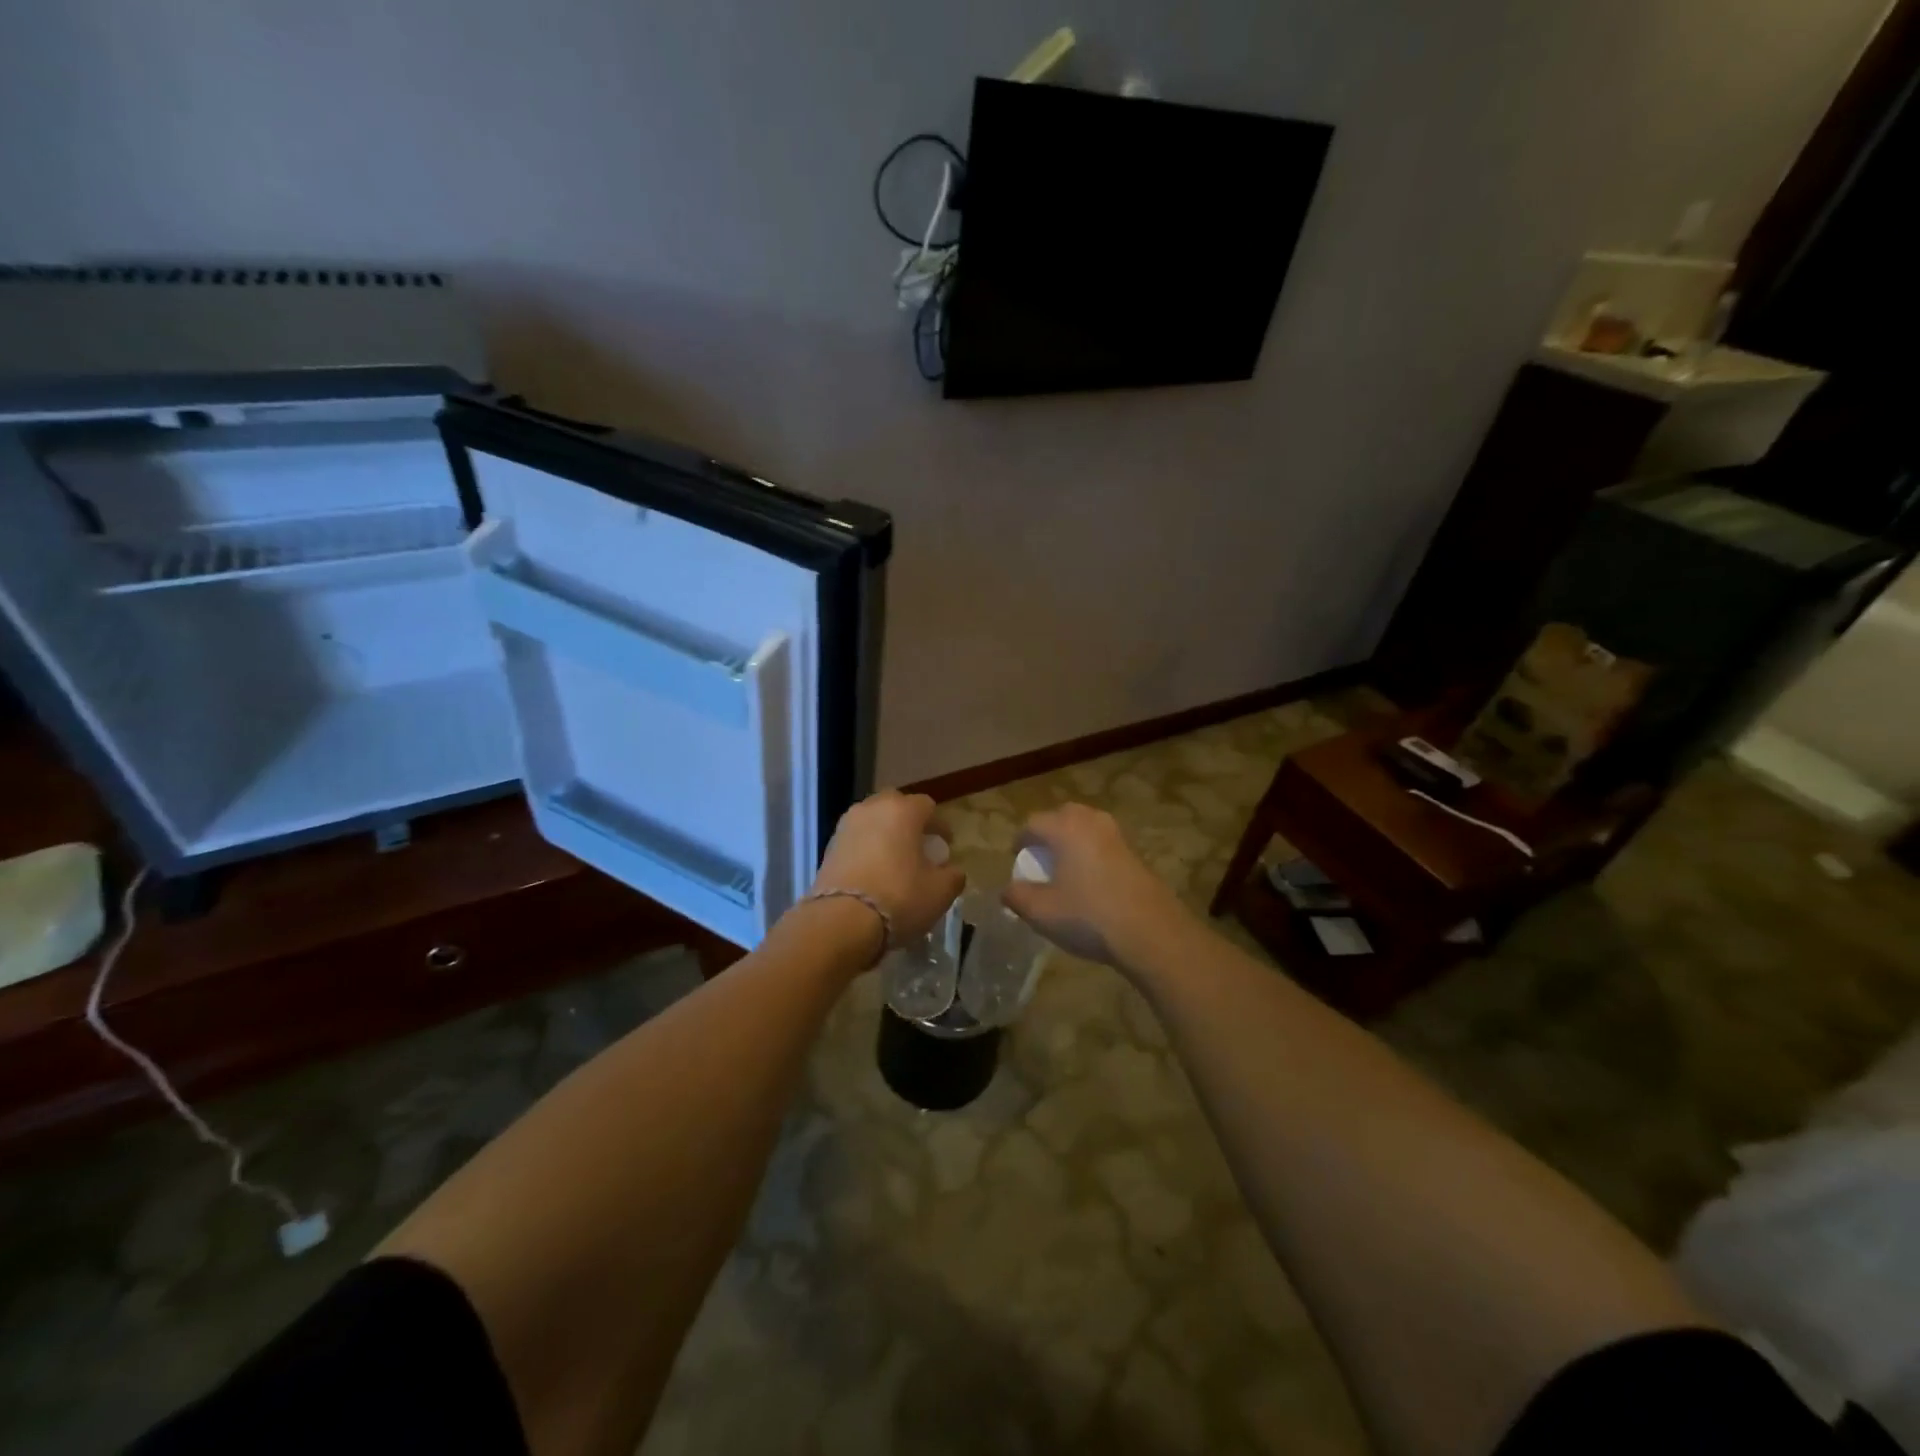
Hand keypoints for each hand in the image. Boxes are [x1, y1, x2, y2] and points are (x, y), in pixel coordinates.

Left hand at [810, 790, 964, 945]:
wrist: (840, 921)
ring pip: (872, 821)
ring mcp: (846, 826)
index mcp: (902, 811)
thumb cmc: (899, 898)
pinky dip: (866, 849)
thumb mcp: (940, 892)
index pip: (927, 806)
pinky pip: (855, 839)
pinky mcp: (828, 847)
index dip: (939, 825)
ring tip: (894, 859)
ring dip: (885, 834)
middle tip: (918, 846)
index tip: (945, 845)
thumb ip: (953, 876)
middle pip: (896, 806)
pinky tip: (873, 872)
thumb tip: (951, 871)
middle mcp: (872, 808)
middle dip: (909, 822)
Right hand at [1002, 804, 1190, 968]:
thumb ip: (1017, 896)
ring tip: (1066, 867)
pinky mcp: (1136, 853)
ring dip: (1073, 840)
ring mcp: (1118, 836)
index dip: (1021, 840)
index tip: (1017, 858)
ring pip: (1087, 826)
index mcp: (1065, 828)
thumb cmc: (1088, 916)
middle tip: (1041, 856)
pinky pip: (1105, 843)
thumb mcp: (1041, 911)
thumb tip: (1007, 889)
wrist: (1151, 932)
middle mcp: (1092, 822)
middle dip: (1049, 832)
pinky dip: (1093, 852)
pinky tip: (1092, 880)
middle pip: (1063, 815)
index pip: (1033, 823)